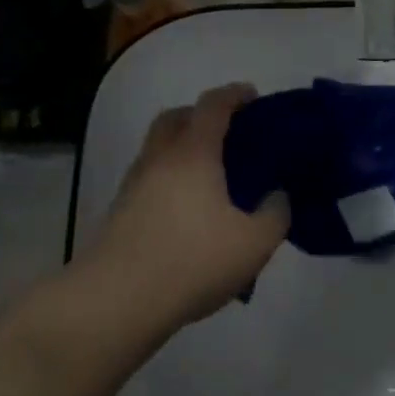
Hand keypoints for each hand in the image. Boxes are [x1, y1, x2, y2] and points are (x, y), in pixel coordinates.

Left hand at [81, 83, 289, 330]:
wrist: (117, 300)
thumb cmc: (192, 261)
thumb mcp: (254, 243)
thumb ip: (276, 214)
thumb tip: (277, 196)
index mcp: (193, 152)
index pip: (213, 105)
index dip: (235, 95)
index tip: (253, 97)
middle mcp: (160, 157)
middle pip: (176, 117)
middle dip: (201, 116)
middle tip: (226, 135)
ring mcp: (134, 183)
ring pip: (158, 148)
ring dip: (181, 149)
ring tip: (209, 178)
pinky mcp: (120, 211)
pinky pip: (149, 178)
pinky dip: (168, 179)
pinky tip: (186, 211)